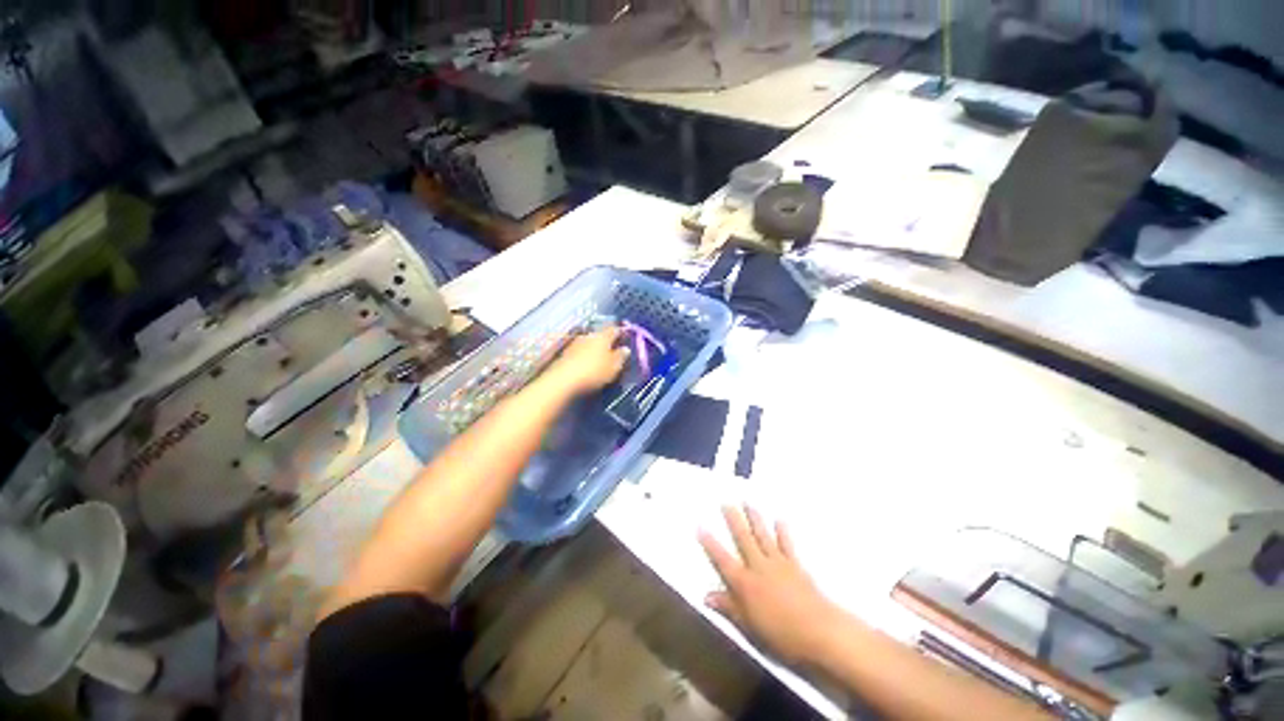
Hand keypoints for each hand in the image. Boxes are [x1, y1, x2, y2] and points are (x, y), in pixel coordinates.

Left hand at [544, 327, 627, 395]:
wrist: (563, 380)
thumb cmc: (594, 372)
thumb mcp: (613, 367)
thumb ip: (620, 356)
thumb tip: (626, 349)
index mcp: (603, 336)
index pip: (614, 329)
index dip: (621, 332)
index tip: (625, 336)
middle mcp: (589, 335)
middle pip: (600, 335)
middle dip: (606, 341)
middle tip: (613, 349)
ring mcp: (575, 343)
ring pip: (589, 342)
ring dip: (594, 348)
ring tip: (600, 358)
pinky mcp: (566, 353)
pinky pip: (580, 351)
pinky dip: (585, 355)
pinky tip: (586, 364)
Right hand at [699, 505, 843, 664]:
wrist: (819, 631)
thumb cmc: (781, 635)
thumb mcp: (750, 626)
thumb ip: (729, 608)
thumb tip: (706, 596)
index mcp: (745, 583)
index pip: (722, 559)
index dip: (710, 544)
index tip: (700, 526)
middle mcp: (758, 566)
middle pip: (743, 539)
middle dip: (733, 520)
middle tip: (726, 502)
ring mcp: (778, 563)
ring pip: (762, 535)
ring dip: (754, 518)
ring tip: (748, 502)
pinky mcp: (795, 565)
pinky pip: (786, 544)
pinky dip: (782, 531)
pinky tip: (779, 520)